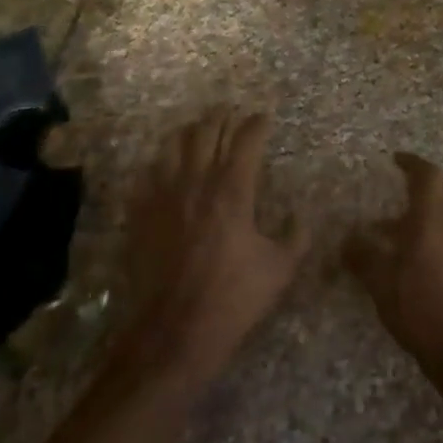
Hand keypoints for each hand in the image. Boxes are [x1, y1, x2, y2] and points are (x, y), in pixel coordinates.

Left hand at [113, 107, 308, 391]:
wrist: (174, 331)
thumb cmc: (233, 299)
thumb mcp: (280, 271)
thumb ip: (296, 238)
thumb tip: (300, 217)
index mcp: (234, 190)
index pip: (246, 140)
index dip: (256, 124)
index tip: (263, 117)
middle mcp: (198, 181)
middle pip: (207, 131)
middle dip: (221, 116)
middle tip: (230, 111)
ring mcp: (165, 195)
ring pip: (174, 145)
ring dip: (189, 132)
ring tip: (197, 128)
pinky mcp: (142, 213)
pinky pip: (149, 174)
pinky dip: (162, 163)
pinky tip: (166, 167)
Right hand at [345, 152, 442, 368]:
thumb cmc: (416, 304)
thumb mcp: (379, 280)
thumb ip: (361, 255)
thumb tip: (346, 240)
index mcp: (431, 217)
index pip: (427, 174)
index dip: (412, 162)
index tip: (395, 160)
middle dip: (427, 181)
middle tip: (402, 188)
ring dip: (430, 208)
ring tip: (396, 229)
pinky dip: (436, 229)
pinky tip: (412, 254)